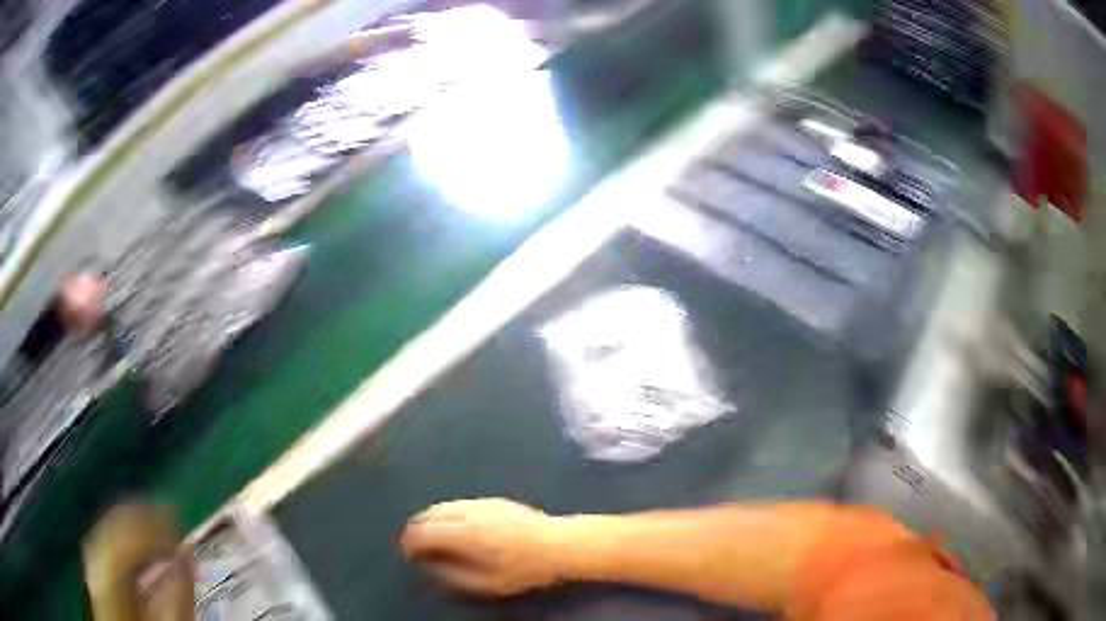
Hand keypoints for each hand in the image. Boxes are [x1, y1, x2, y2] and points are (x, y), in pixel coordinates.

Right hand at [401, 499, 565, 596]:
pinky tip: (453, 528)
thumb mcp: (488, 583)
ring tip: (431, 539)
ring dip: (430, 521)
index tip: (409, 556)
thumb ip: (453, 575)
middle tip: (416, 548)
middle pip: (428, 515)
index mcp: (464, 533)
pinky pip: (457, 504)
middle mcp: (467, 512)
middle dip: (417, 531)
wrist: (560, 543)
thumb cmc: (525, 569)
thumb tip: (428, 566)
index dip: (409, 544)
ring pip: (442, 506)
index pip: (422, 531)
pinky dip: (446, 515)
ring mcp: (480, 503)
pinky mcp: (491, 500)